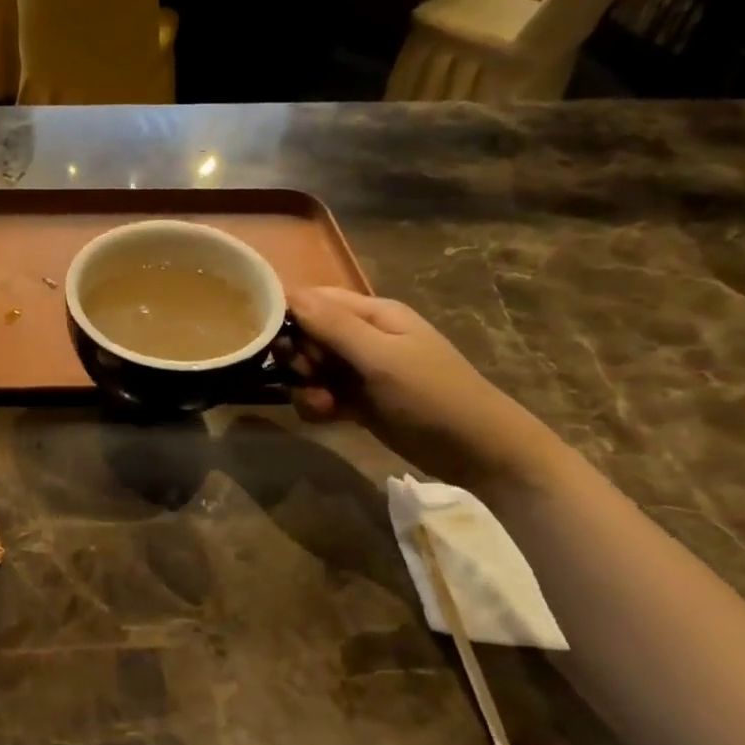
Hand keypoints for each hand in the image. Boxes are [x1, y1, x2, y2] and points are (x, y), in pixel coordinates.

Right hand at [285, 287, 564, 489]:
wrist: (476, 450)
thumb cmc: (431, 395)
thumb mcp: (381, 358)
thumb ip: (334, 327)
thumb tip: (288, 294)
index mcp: (373, 313)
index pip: (314, 299)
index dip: (287, 315)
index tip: (268, 339)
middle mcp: (363, 336)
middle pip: (307, 335)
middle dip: (297, 357)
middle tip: (306, 375)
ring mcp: (360, 370)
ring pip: (310, 368)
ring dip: (306, 386)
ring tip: (323, 404)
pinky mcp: (358, 400)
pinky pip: (321, 394)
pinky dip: (318, 405)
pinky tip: (329, 416)